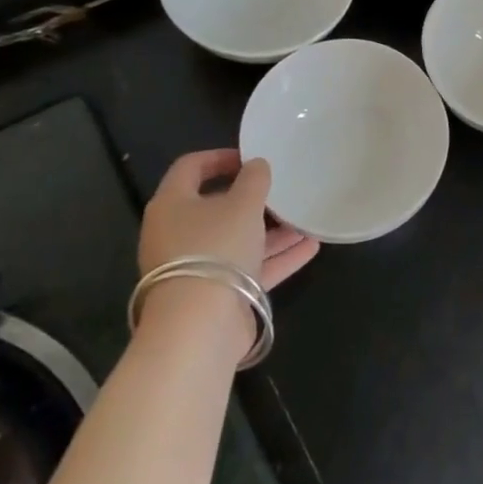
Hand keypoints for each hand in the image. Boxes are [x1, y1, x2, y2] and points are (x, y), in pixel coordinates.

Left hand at [139, 149, 318, 291]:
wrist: (199, 326)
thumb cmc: (216, 248)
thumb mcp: (243, 204)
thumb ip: (254, 179)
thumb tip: (256, 165)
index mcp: (172, 205)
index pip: (190, 167)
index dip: (221, 157)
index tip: (252, 157)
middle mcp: (177, 234)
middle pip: (216, 207)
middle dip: (253, 199)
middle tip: (281, 189)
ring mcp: (195, 267)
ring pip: (236, 239)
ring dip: (271, 230)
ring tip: (304, 219)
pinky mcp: (215, 295)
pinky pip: (248, 268)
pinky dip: (276, 258)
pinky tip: (310, 248)